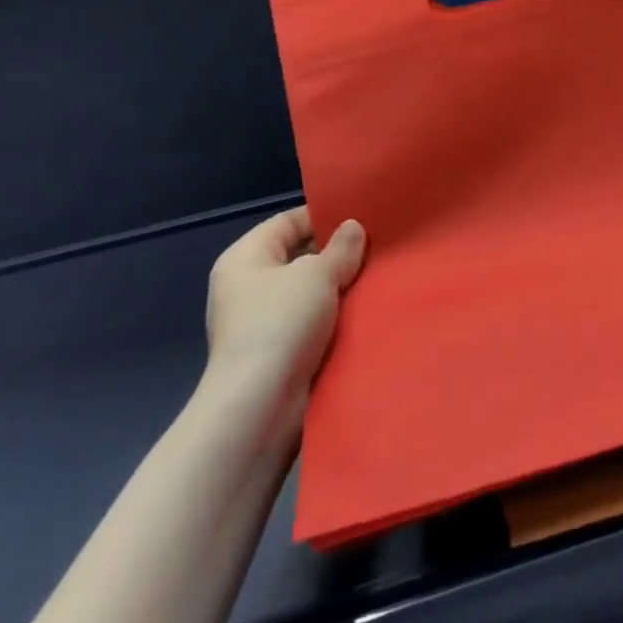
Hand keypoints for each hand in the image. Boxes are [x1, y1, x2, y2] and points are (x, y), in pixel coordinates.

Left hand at [202, 208, 365, 419]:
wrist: (259, 408)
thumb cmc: (281, 324)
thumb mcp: (318, 274)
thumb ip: (341, 248)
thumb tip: (353, 228)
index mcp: (245, 257)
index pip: (288, 221)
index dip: (323, 215)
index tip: (362, 216)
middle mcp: (247, 285)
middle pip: (298, 256)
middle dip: (336, 253)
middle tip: (376, 246)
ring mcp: (259, 321)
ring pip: (307, 291)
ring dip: (337, 287)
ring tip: (376, 275)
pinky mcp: (275, 352)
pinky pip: (309, 321)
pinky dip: (332, 316)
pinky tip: (363, 310)